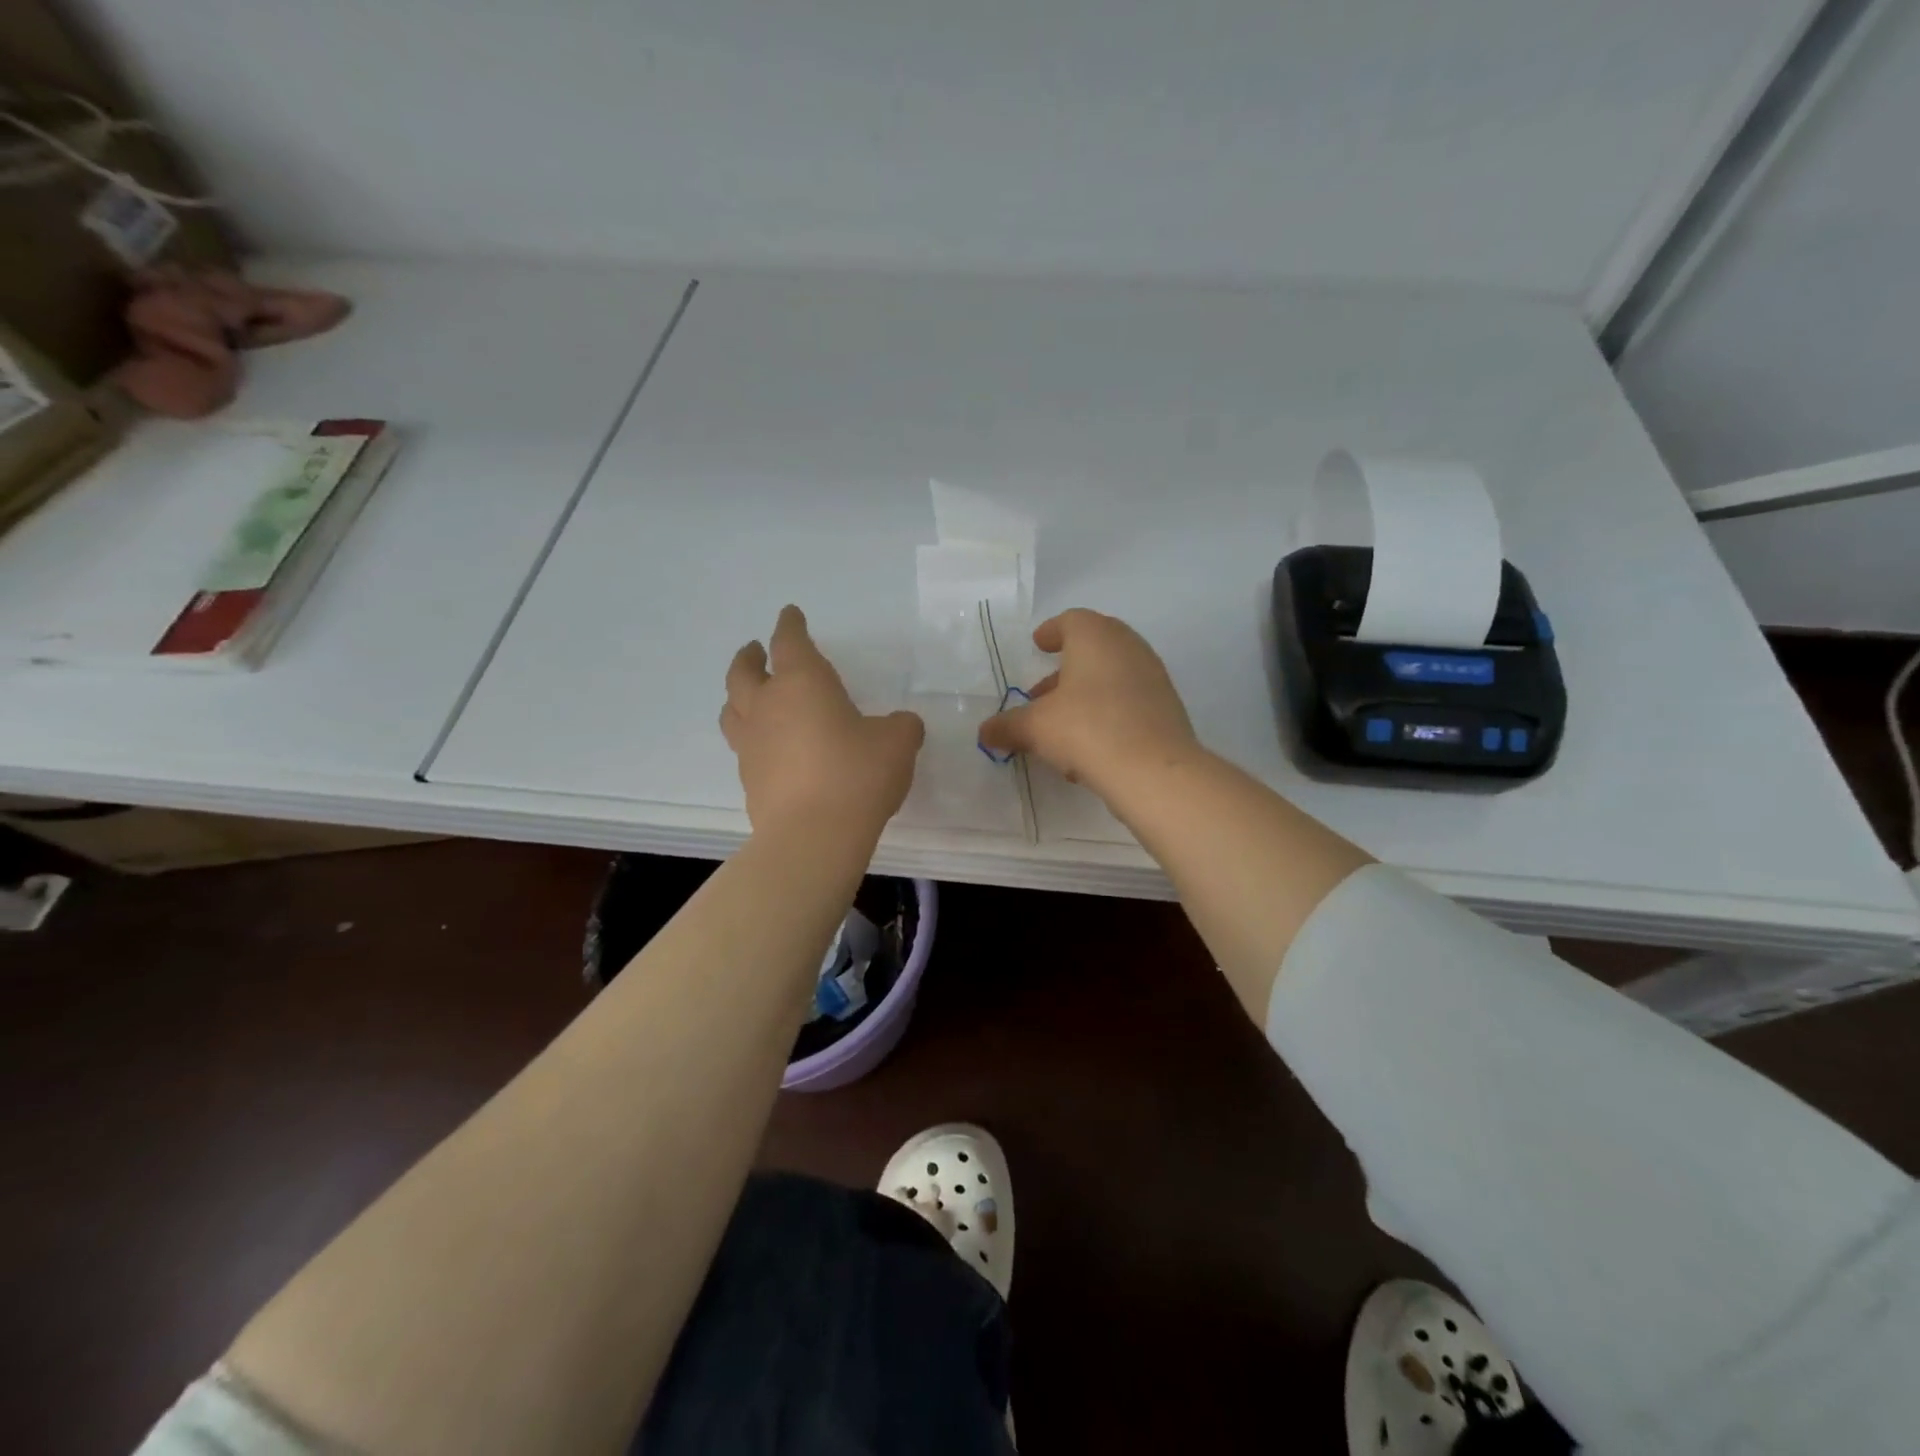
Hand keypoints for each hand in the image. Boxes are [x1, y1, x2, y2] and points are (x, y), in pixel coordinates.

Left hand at [722, 606, 924, 836]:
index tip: (790, 614)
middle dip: (749, 656)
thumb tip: (899, 726)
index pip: (789, 641)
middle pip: (743, 672)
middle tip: (754, 650)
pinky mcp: (749, 780)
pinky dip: (753, 739)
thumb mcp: (897, 742)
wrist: (814, 835)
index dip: (790, 625)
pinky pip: (744, 748)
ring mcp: (752, 745)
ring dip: (739, 696)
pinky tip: (770, 749)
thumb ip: (900, 726)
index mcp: (802, 683)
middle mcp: (768, 706)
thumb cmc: (857, 773)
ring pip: (733, 709)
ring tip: (749, 696)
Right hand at [977, 609, 1199, 795]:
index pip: (1072, 620)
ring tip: (1060, 724)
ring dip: (1085, 694)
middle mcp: (1128, 647)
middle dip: (1065, 669)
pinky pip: (1128, 700)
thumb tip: (985, 732)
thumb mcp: (1035, 728)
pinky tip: (1089, 744)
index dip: (1051, 632)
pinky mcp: (1166, 707)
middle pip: (1094, 647)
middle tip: (1041, 692)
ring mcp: (1152, 676)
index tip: (1038, 644)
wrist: (1154, 770)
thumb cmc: (1087, 729)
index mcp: (1096, 636)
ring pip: (1111, 676)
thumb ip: (1008, 726)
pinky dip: (1106, 711)